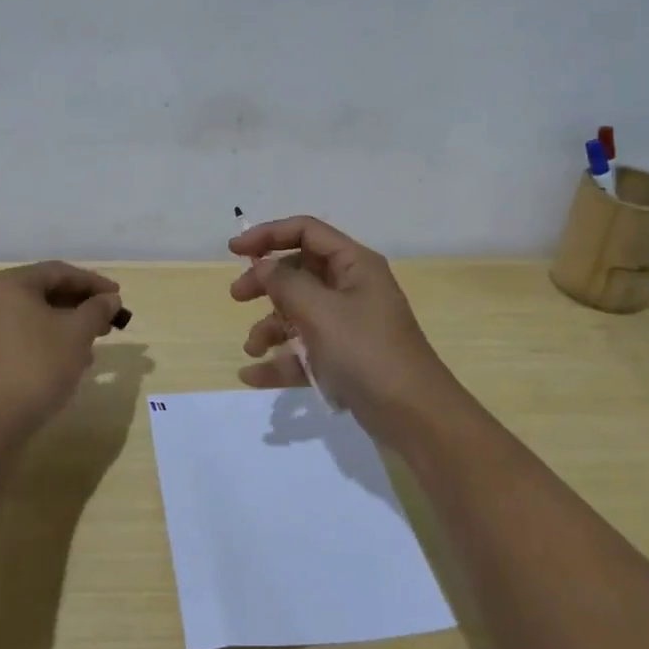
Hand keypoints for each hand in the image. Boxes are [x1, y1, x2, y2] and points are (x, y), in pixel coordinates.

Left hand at [0, 262, 122, 439]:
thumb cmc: (36, 367)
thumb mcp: (76, 334)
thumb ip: (97, 309)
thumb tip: (110, 299)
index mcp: (8, 284)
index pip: (59, 272)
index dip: (93, 282)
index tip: (118, 296)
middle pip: (44, 293)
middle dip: (80, 306)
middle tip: (109, 320)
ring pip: (34, 317)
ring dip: (67, 326)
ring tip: (93, 343)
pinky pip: (21, 337)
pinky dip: (47, 341)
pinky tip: (68, 362)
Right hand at [229, 216, 458, 440]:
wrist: (413, 416)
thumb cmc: (367, 352)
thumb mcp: (321, 312)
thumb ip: (286, 284)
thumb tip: (263, 265)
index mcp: (354, 265)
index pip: (307, 232)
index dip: (269, 235)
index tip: (234, 250)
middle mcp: (351, 288)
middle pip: (299, 271)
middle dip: (266, 283)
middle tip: (237, 297)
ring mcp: (347, 325)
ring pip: (299, 312)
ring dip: (270, 326)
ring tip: (252, 347)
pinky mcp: (343, 358)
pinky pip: (304, 350)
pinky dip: (280, 360)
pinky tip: (252, 376)